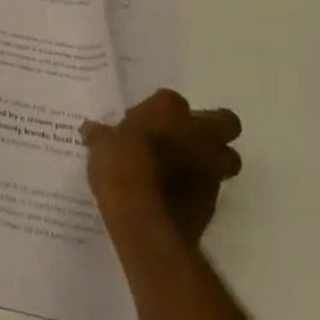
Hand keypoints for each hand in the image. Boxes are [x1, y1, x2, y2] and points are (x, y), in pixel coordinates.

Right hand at [82, 90, 242, 245]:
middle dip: (214, 128)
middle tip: (191, 138)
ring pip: (228, 158)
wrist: (143, 219)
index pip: (171, 100)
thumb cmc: (121, 166)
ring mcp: (210, 168)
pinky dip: (201, 189)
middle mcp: (197, 133)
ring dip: (215, 161)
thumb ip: (102, 136)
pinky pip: (213, 189)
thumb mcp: (101, 146)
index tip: (144, 125)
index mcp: (169, 109)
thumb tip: (91, 130)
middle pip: (225, 122)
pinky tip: (180, 196)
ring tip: (189, 169)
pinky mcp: (214, 202)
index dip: (160, 112)